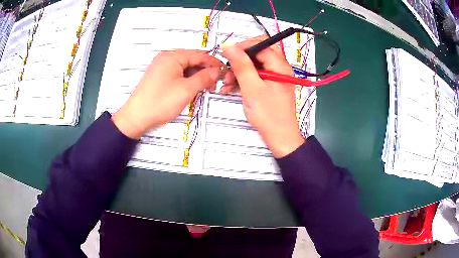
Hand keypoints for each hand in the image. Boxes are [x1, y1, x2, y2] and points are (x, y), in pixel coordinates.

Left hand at [112, 50, 223, 138]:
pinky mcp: (159, 77)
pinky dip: (187, 80)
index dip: (213, 63)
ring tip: (205, 87)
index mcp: (172, 57)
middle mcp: (166, 59)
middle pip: (192, 61)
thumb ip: (204, 78)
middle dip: (205, 71)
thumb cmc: (158, 103)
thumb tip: (216, 71)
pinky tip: (192, 89)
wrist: (136, 118)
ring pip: (185, 68)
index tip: (224, 70)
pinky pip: (178, 74)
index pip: (199, 55)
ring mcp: (161, 68)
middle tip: (215, 82)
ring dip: (196, 77)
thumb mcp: (186, 90)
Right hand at [222, 38, 304, 157]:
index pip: (260, 44)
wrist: (279, 138)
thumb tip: (228, 45)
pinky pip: (255, 75)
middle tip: (228, 71)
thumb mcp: (252, 88)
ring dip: (239, 71)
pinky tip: (231, 87)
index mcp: (280, 65)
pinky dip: (243, 79)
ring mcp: (275, 76)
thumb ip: (241, 65)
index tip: (227, 56)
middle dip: (240, 60)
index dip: (242, 47)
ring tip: (227, 83)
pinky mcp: (270, 85)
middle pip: (257, 53)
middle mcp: (279, 67)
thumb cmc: (268, 115)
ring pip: (254, 64)